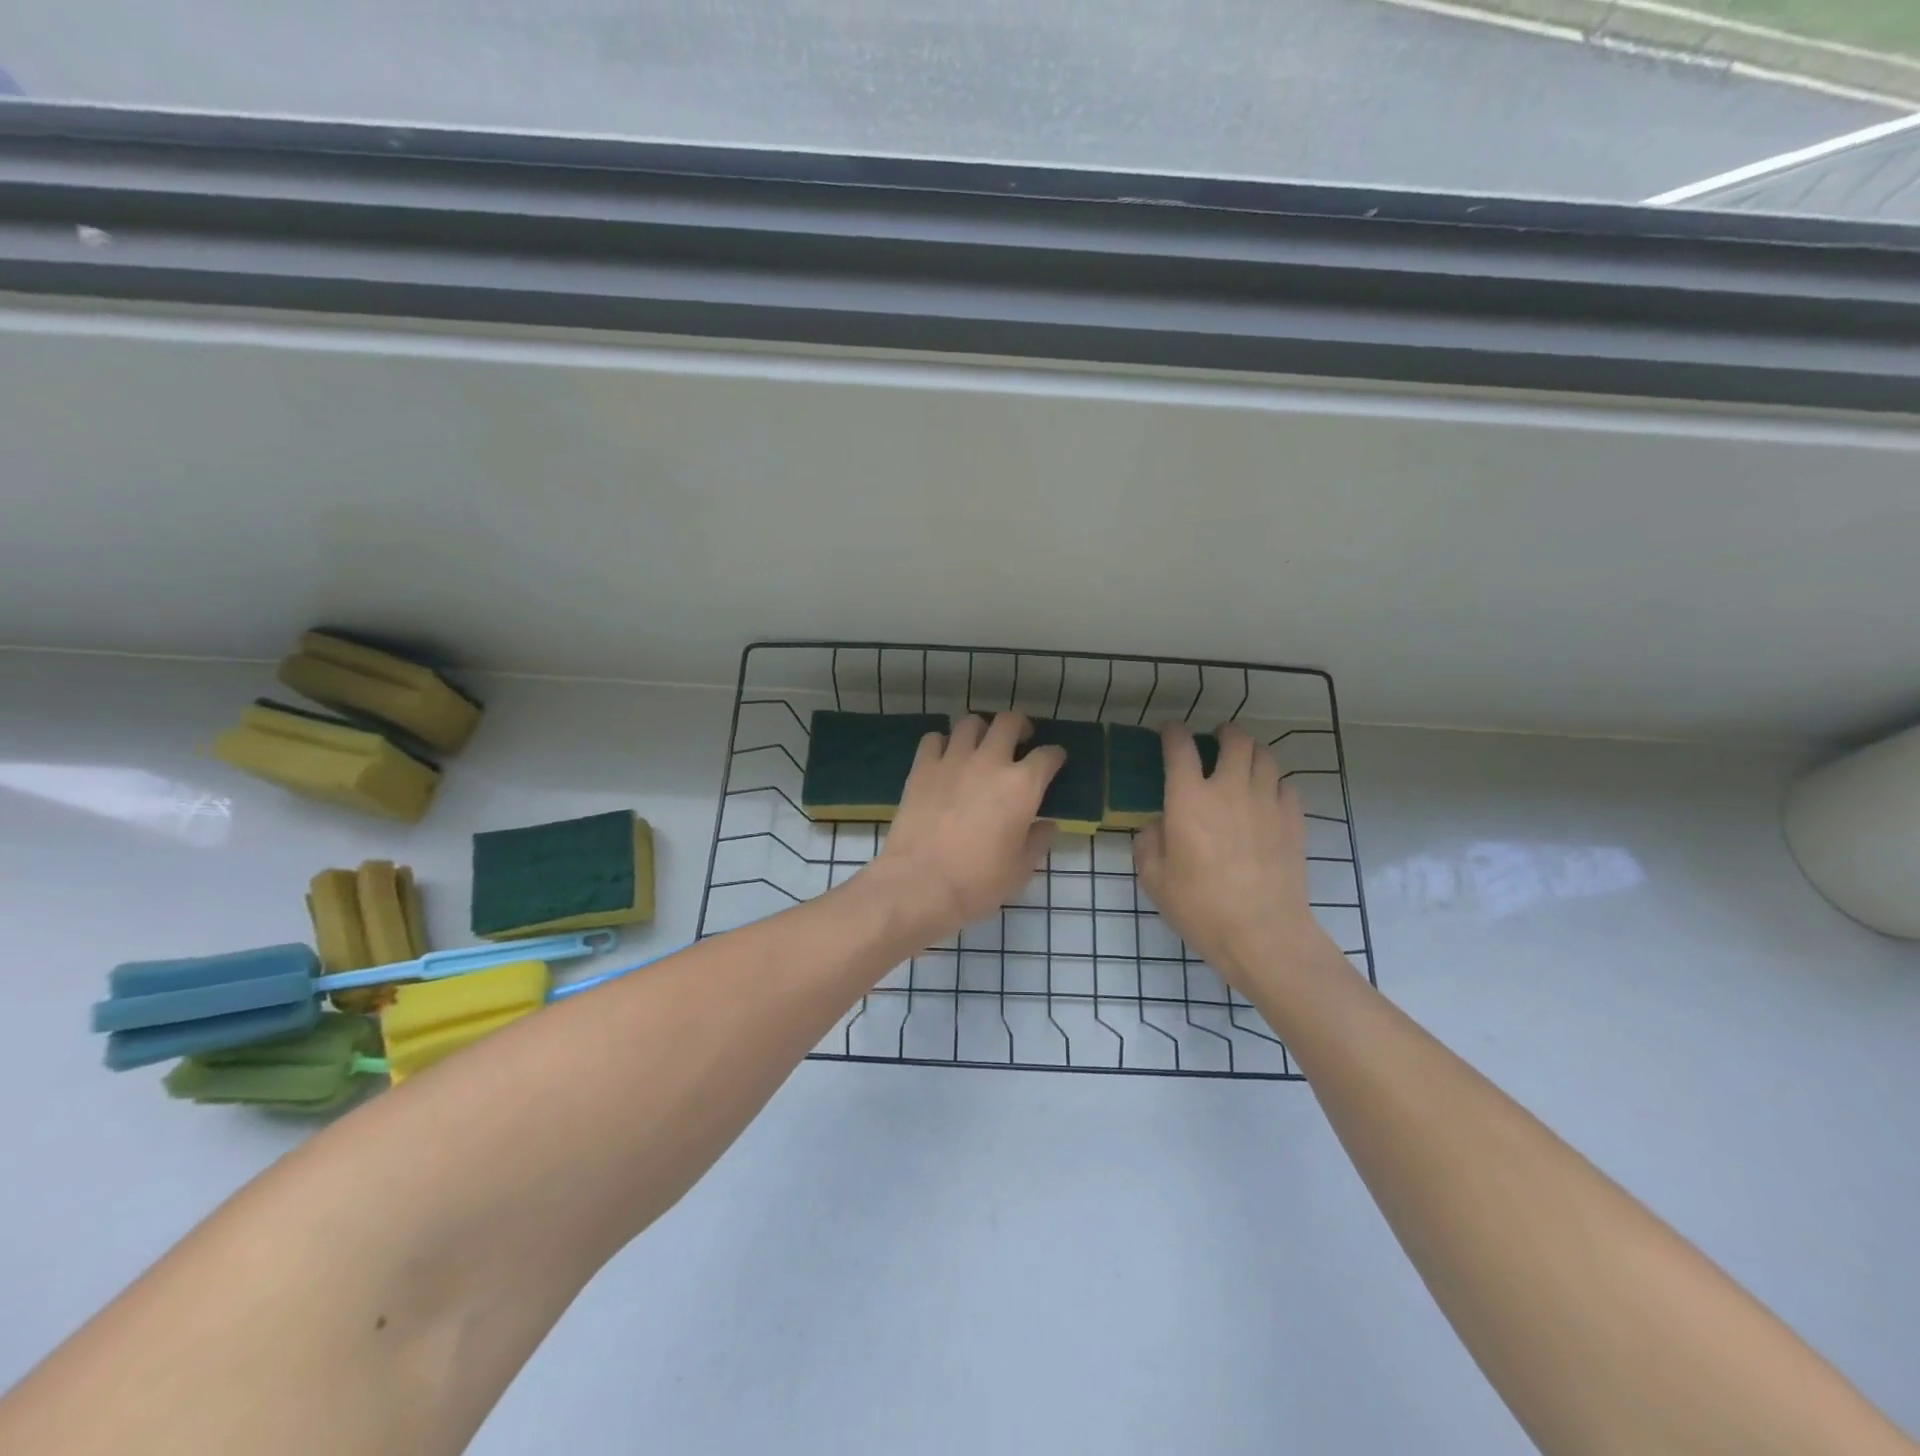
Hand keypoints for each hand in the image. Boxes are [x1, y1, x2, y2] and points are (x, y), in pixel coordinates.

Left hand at [861, 713, 1064, 942]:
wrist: (919, 883)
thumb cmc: (978, 882)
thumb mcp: (1021, 869)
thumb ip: (1038, 841)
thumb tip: (1047, 824)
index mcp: (1023, 785)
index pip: (1048, 755)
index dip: (1055, 756)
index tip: (1054, 762)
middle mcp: (990, 762)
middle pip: (1009, 722)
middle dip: (1020, 726)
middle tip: (1019, 740)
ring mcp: (953, 760)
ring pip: (970, 722)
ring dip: (981, 730)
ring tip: (981, 746)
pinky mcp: (922, 768)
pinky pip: (934, 739)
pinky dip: (943, 743)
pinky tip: (945, 759)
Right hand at [1134, 722, 1339, 992]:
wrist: (1263, 934)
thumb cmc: (1200, 907)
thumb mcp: (1154, 879)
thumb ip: (1149, 843)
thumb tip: (1158, 825)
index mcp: (1189, 800)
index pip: (1180, 748)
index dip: (1173, 733)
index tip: (1169, 732)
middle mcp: (1230, 790)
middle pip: (1235, 740)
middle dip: (1224, 733)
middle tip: (1216, 740)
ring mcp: (1267, 803)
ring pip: (1266, 757)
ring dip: (1251, 753)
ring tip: (1243, 763)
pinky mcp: (1294, 822)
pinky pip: (1287, 786)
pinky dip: (1274, 783)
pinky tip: (1267, 798)